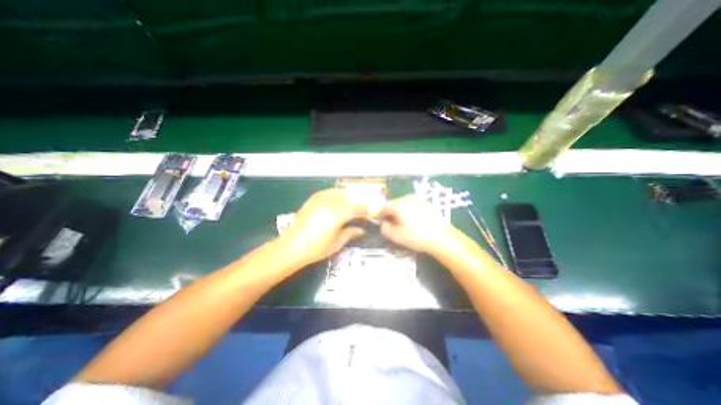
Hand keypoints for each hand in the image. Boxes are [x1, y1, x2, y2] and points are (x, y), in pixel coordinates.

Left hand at [279, 188, 368, 264]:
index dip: (368, 209)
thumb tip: (362, 229)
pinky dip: (339, 194)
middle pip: (351, 198)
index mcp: (339, 213)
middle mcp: (331, 202)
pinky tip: (341, 200)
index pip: (359, 207)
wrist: (290, 246)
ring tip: (356, 204)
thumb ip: (351, 232)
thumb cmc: (316, 248)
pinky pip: (331, 192)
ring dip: (351, 197)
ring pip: (342, 192)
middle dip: (361, 202)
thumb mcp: (337, 242)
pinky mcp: (314, 198)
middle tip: (367, 208)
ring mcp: (321, 198)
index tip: (374, 213)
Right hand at [380, 195, 451, 254]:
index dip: (380, 215)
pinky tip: (414, 222)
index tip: (379, 222)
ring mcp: (419, 200)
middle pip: (394, 204)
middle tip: (391, 224)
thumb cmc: (416, 236)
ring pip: (404, 204)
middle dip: (390, 213)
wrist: (442, 238)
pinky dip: (410, 212)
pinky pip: (414, 206)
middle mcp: (407, 198)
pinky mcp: (428, 204)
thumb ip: (384, 228)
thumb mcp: (395, 236)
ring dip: (401, 212)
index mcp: (398, 204)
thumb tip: (383, 223)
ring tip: (403, 223)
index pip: (384, 207)